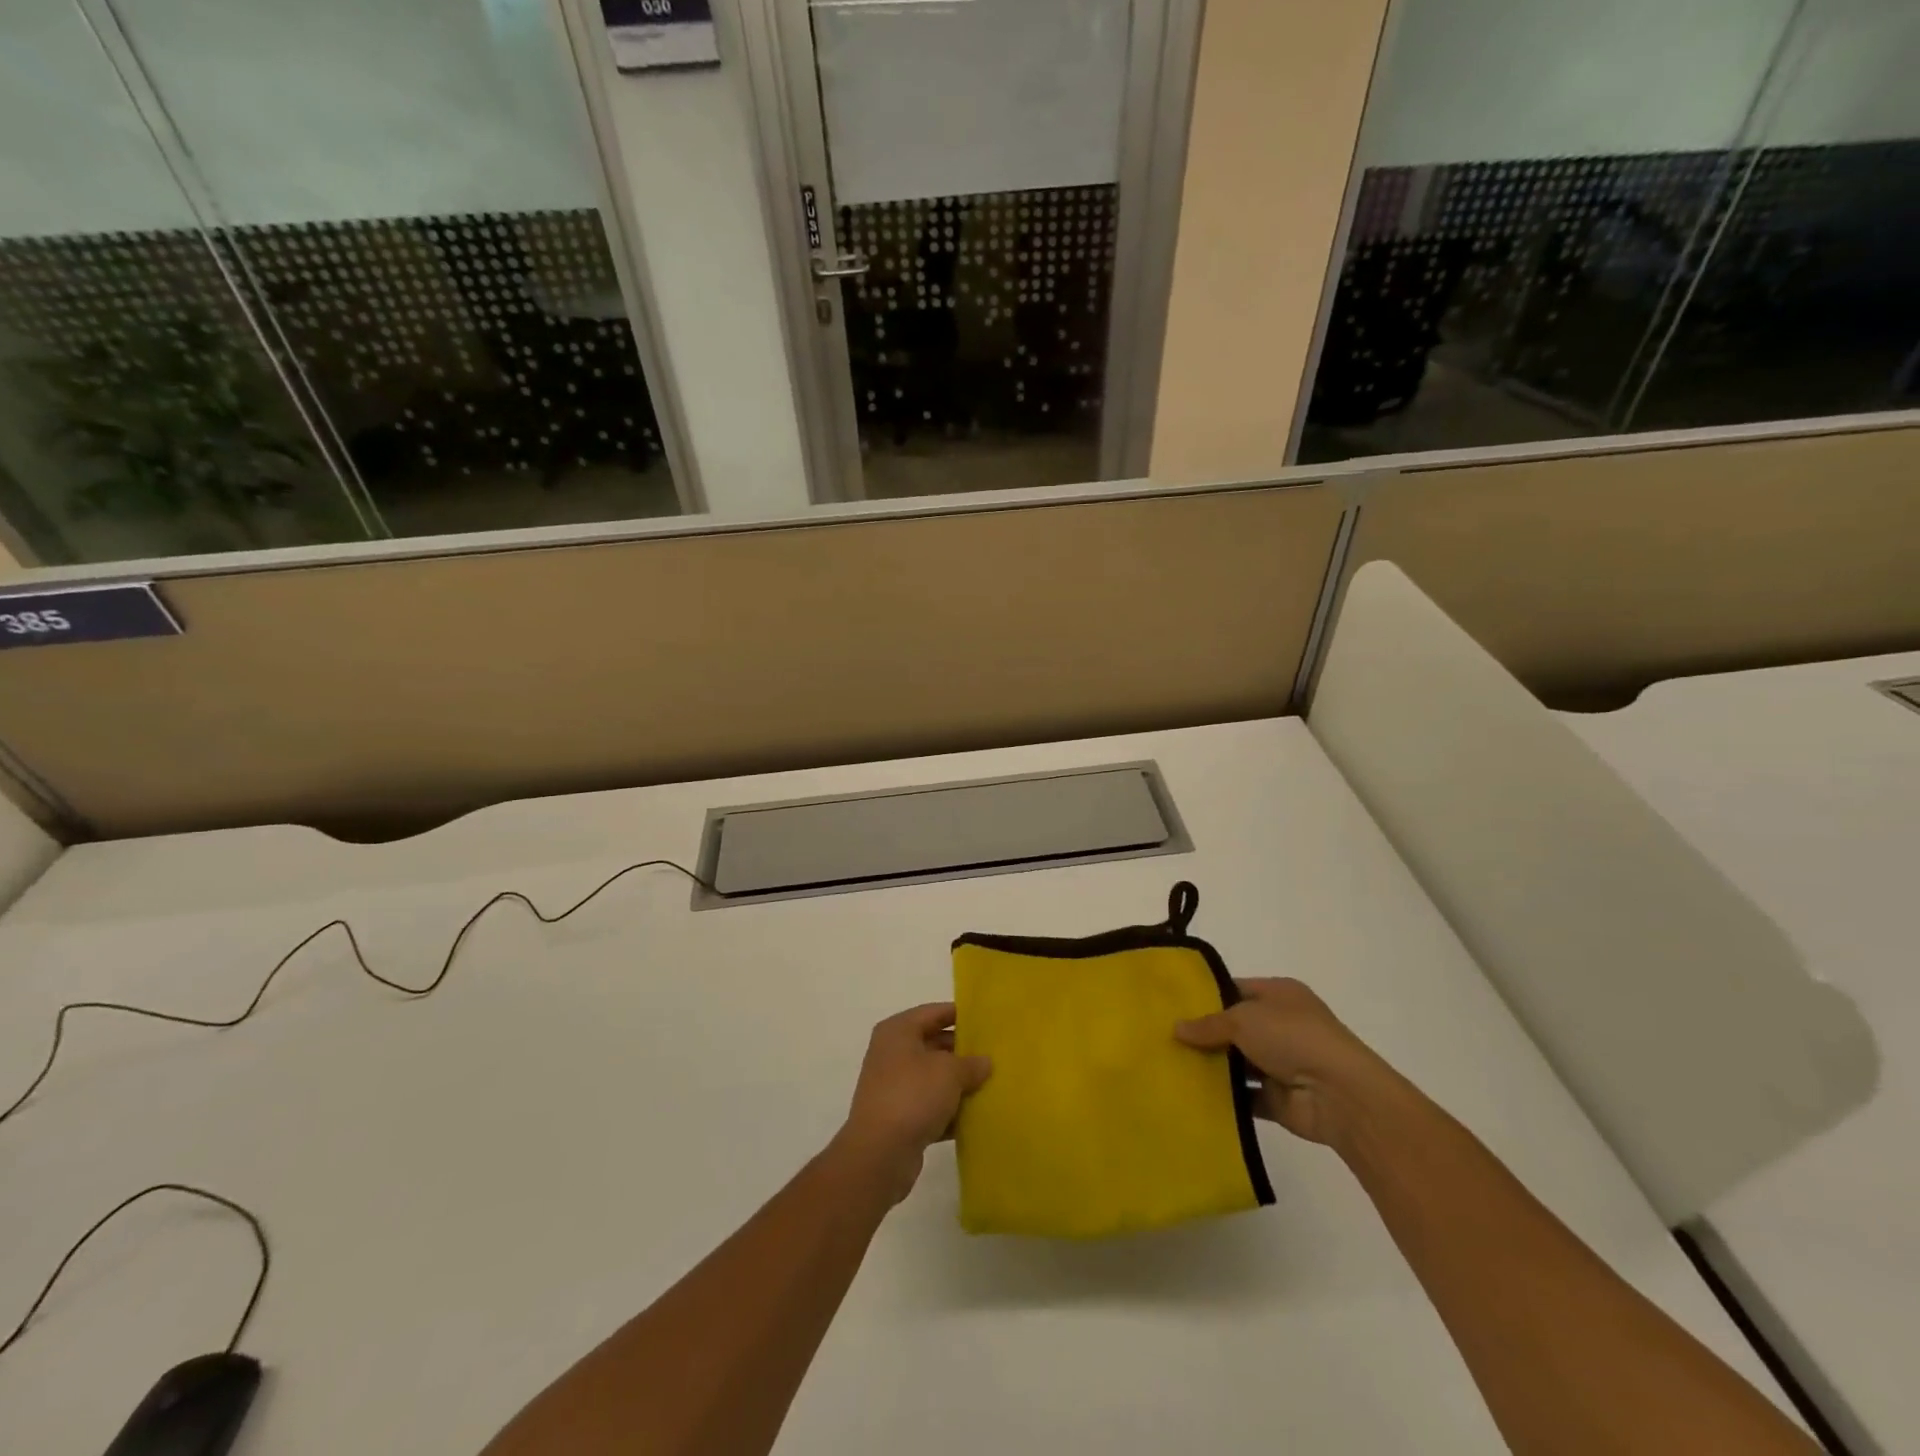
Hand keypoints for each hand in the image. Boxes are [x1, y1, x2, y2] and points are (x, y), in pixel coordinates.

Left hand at [836, 1003, 991, 1203]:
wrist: (879, 1153)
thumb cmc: (913, 1095)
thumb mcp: (949, 1072)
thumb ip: (970, 1063)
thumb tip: (985, 1062)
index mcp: (898, 1031)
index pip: (933, 1012)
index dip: (959, 1014)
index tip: (985, 1020)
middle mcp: (892, 1053)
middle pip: (933, 1044)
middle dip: (962, 1052)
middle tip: (993, 1056)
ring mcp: (893, 1086)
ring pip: (933, 1077)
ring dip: (958, 1083)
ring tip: (990, 1085)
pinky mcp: (899, 1117)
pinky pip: (929, 1105)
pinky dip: (949, 1110)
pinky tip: (974, 1118)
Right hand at [1175, 978, 1394, 1147]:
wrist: (1340, 1095)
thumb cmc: (1293, 1037)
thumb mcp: (1243, 1018)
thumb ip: (1209, 1024)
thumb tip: (1176, 1029)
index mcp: (1280, 995)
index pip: (1236, 989)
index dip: (1207, 996)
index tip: (1173, 1005)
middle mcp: (1282, 1025)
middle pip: (1235, 1027)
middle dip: (1205, 1034)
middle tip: (1166, 1038)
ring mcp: (1282, 1063)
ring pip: (1238, 1062)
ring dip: (1213, 1066)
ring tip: (1172, 1066)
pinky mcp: (1280, 1099)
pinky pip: (1246, 1095)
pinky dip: (1225, 1097)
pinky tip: (1193, 1095)